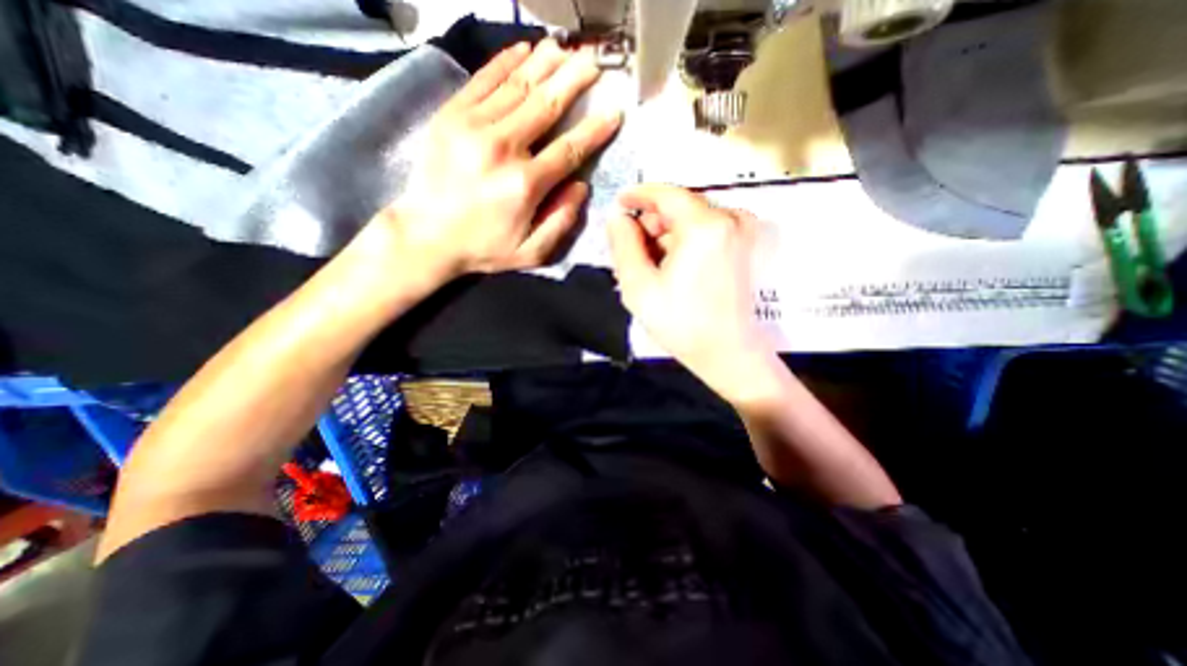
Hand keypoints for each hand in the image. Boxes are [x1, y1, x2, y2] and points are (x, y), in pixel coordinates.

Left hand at [377, 37, 622, 284]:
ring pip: (518, 86)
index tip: (613, 111)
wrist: (425, 236)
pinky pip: (483, 80)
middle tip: (594, 62)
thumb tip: (581, 187)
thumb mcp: (530, 253)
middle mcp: (503, 148)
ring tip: (566, 50)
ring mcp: (473, 127)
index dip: (594, 130)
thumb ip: (561, 222)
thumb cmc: (483, 248)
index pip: (569, 149)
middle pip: (546, 105)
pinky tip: (524, 49)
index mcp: (525, 184)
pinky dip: (506, 62)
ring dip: (545, 64)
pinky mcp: (450, 116)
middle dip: (574, 80)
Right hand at [606, 184, 775, 399]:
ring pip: (693, 221)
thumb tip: (618, 217)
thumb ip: (623, 244)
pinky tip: (672, 267)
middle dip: (653, 223)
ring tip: (650, 265)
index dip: (639, 195)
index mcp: (705, 226)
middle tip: (632, 249)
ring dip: (668, 236)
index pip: (667, 194)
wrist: (728, 353)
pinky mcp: (748, 247)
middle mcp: (731, 220)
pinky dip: (686, 243)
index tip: (620, 202)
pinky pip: (708, 233)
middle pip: (681, 208)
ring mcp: (744, 233)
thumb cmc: (681, 323)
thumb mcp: (639, 285)